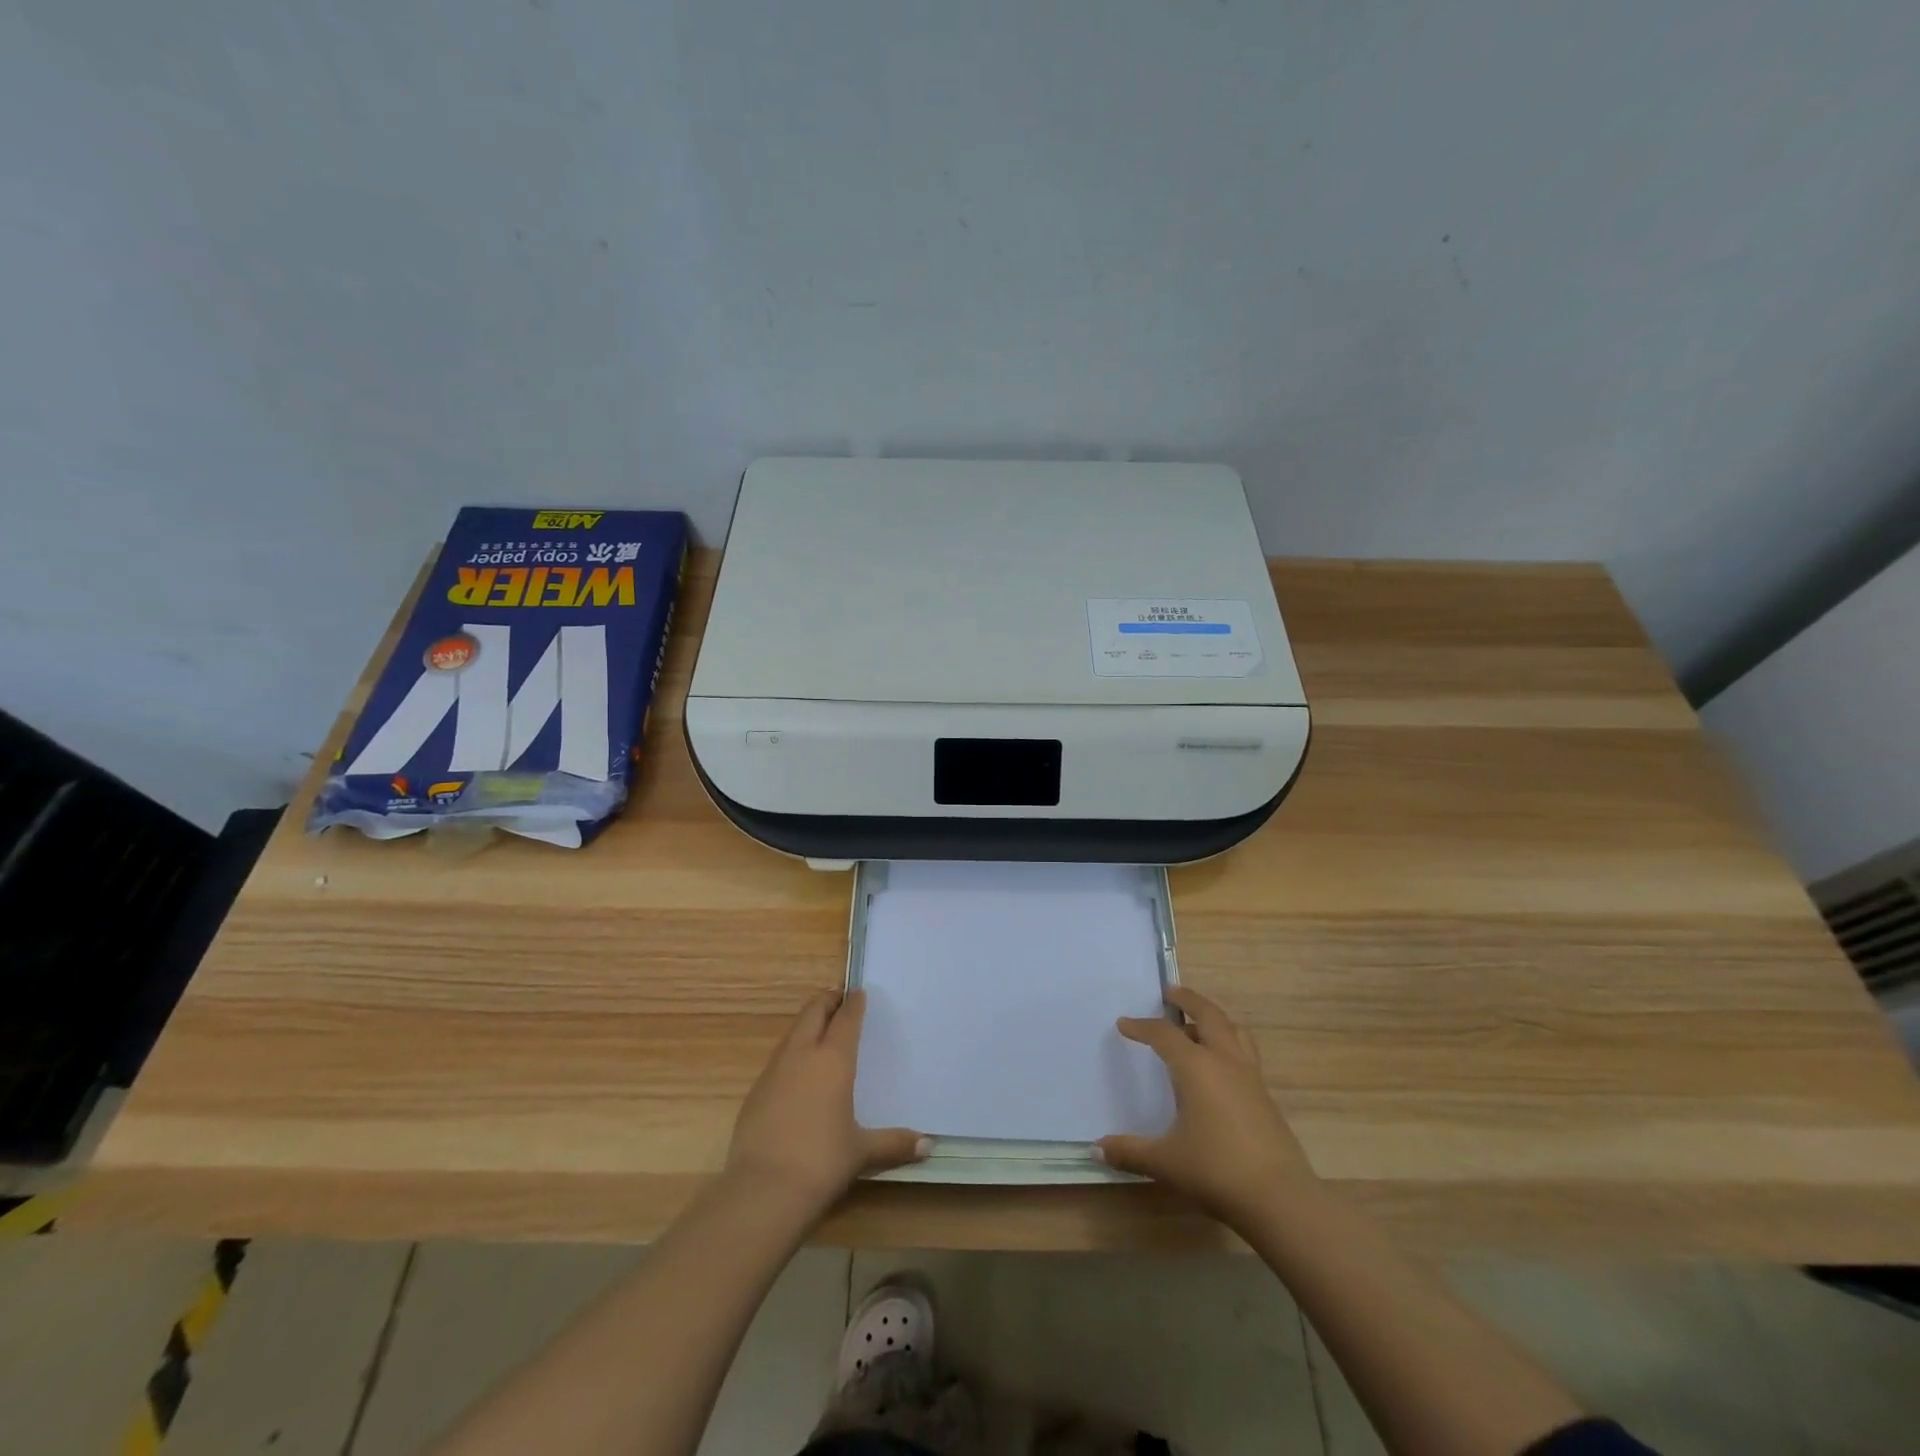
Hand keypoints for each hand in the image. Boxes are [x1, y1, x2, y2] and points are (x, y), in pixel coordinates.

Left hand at [724, 990, 927, 1218]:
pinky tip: (796, 1073)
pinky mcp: (755, 1092)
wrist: (763, 1190)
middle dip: (826, 1002)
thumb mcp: (862, 1152)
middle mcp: (802, 1056)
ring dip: (806, 1025)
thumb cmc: (822, 1162)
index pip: (845, 1019)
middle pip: (813, 1013)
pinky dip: (791, 1053)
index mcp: (833, 1060)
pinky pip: (777, 1060)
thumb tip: (928, 1144)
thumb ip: (894, 1143)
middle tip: (838, 999)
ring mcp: (774, 1072)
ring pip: (792, 1034)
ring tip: (819, 1030)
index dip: (853, 1003)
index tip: (858, 992)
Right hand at [1097, 985, 1317, 1225]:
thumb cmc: (1216, 1171)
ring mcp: (1250, 1076)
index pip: (1163, 1034)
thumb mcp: (1165, 1162)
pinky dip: (1228, 1042)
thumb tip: (1096, 1148)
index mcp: (1196, 1067)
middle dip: (1188, 999)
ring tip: (1197, 1023)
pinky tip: (1219, 1066)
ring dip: (1213, 1018)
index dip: (1141, 1027)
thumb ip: (1130, 1151)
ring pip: (1233, 1029)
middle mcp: (1224, 1061)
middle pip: (1207, 1014)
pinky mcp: (1265, 1095)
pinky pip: (1244, 1052)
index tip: (1124, 1024)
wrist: (1279, 1199)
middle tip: (1170, 993)